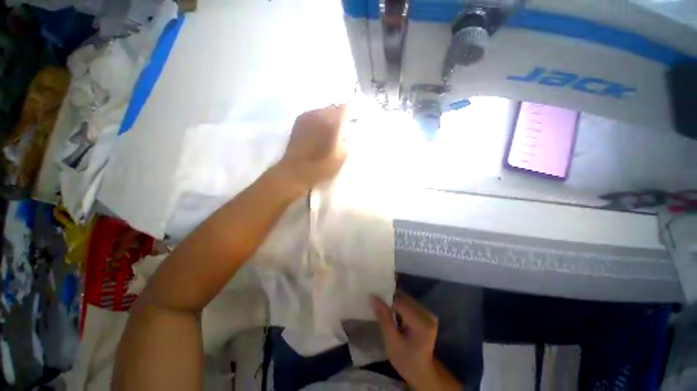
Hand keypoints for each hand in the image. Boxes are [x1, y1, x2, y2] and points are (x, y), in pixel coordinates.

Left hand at [276, 105, 347, 193]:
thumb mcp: (342, 156)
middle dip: (342, 114)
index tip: (356, 121)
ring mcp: (307, 116)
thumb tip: (346, 132)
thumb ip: (347, 140)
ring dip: (330, 116)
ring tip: (332, 128)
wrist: (296, 171)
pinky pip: (313, 114)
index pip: (347, 108)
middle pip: (335, 107)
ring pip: (323, 109)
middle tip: (345, 125)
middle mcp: (320, 114)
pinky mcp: (299, 121)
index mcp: (333, 123)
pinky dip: (320, 118)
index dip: (353, 113)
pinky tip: (320, 129)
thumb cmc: (322, 166)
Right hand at [372, 292, 462, 390]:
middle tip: (376, 302)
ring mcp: (428, 314)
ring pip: (406, 299)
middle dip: (389, 299)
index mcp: (422, 323)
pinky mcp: (426, 314)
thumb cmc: (406, 361)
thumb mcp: (391, 342)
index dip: (385, 299)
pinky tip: (392, 311)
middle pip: (404, 299)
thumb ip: (384, 318)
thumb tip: (373, 297)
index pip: (400, 303)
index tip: (372, 298)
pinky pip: (409, 303)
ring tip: (382, 306)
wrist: (422, 373)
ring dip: (393, 301)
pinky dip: (399, 305)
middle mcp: (428, 315)